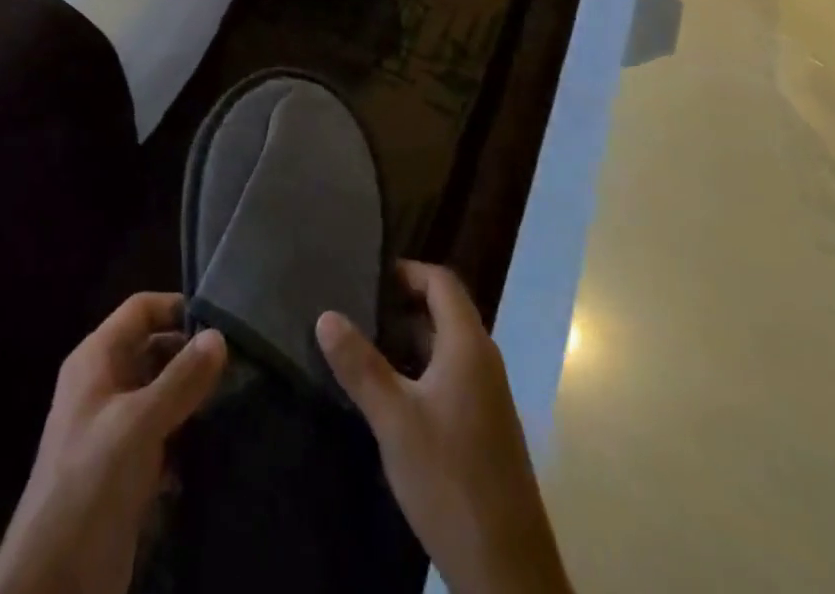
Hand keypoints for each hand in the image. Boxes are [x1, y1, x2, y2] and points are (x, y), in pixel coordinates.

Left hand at [0, 293, 226, 593]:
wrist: (55, 582)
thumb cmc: (91, 482)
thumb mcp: (139, 423)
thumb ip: (180, 379)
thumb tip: (219, 336)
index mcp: (95, 359)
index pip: (140, 310)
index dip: (176, 308)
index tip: (221, 321)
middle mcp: (103, 385)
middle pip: (153, 350)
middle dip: (191, 356)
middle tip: (239, 365)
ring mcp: (114, 429)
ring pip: (160, 395)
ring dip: (192, 399)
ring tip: (238, 400)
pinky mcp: (126, 470)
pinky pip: (162, 437)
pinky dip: (186, 438)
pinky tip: (217, 446)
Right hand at [317, 261, 571, 593]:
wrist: (508, 574)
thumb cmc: (450, 480)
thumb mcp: (394, 420)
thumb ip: (360, 365)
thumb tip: (326, 314)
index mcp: (468, 347)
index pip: (441, 282)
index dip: (407, 272)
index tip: (366, 278)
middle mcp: (484, 362)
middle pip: (444, 312)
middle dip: (400, 306)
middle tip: (354, 310)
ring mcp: (488, 398)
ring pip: (445, 348)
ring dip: (408, 342)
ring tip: (361, 348)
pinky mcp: (485, 429)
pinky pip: (450, 378)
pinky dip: (420, 372)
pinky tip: (388, 398)